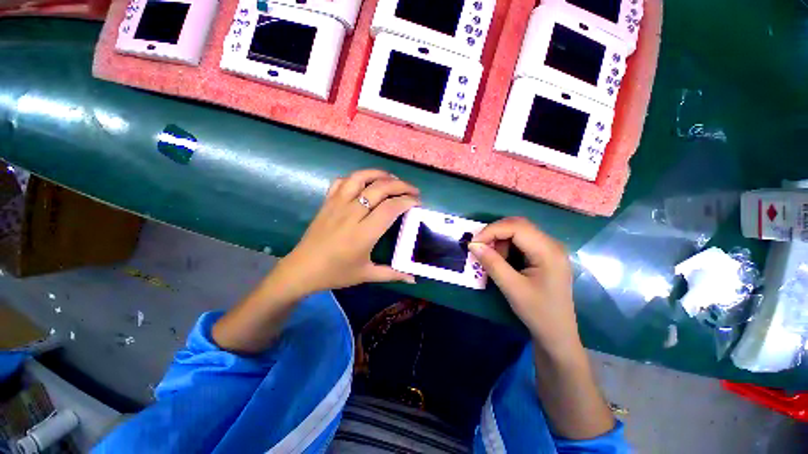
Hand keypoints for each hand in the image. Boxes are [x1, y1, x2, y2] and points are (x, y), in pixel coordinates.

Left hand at [277, 169, 419, 295]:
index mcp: (363, 233)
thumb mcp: (366, 275)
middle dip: (401, 185)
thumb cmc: (336, 273)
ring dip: (380, 174)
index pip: (391, 208)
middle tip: (413, 190)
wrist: (302, 269)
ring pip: (360, 178)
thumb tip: (413, 279)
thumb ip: (392, 274)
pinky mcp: (327, 202)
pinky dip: (356, 177)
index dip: (407, 201)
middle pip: (380, 188)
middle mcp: (351, 214)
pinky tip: (365, 183)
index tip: (418, 202)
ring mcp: (337, 205)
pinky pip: (342, 181)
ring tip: (392, 179)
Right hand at [468, 217, 578, 350]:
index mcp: (548, 251)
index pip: (517, 227)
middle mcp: (552, 244)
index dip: (492, 230)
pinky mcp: (545, 255)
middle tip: (480, 248)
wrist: (558, 334)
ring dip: (500, 240)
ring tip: (494, 259)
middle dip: (495, 233)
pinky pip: (522, 241)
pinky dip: (507, 246)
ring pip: (519, 231)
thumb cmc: (538, 313)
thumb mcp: (512, 288)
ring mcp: (550, 248)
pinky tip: (503, 260)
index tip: (474, 244)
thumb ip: (492, 263)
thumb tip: (473, 244)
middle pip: (518, 225)